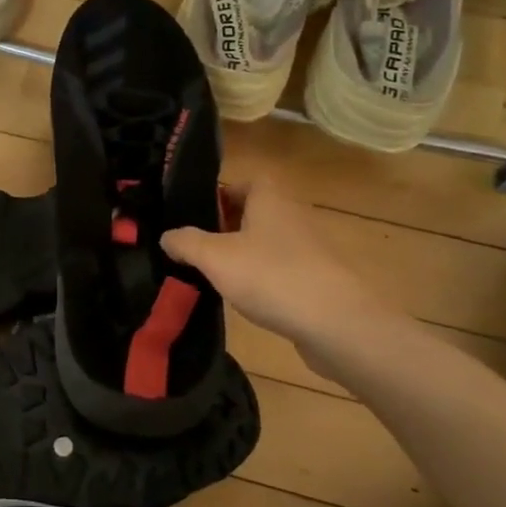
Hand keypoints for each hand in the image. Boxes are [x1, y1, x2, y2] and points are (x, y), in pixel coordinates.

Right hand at [162, 175, 394, 351]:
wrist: (338, 324)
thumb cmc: (272, 276)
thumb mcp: (214, 257)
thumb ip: (185, 242)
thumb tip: (167, 237)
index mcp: (270, 199)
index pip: (244, 181)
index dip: (219, 194)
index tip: (195, 216)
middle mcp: (293, 216)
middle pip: (253, 213)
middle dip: (225, 227)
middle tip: (196, 247)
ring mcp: (309, 249)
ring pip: (266, 243)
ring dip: (242, 255)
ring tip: (214, 275)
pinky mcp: (318, 280)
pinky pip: (281, 270)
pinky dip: (262, 279)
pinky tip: (246, 300)